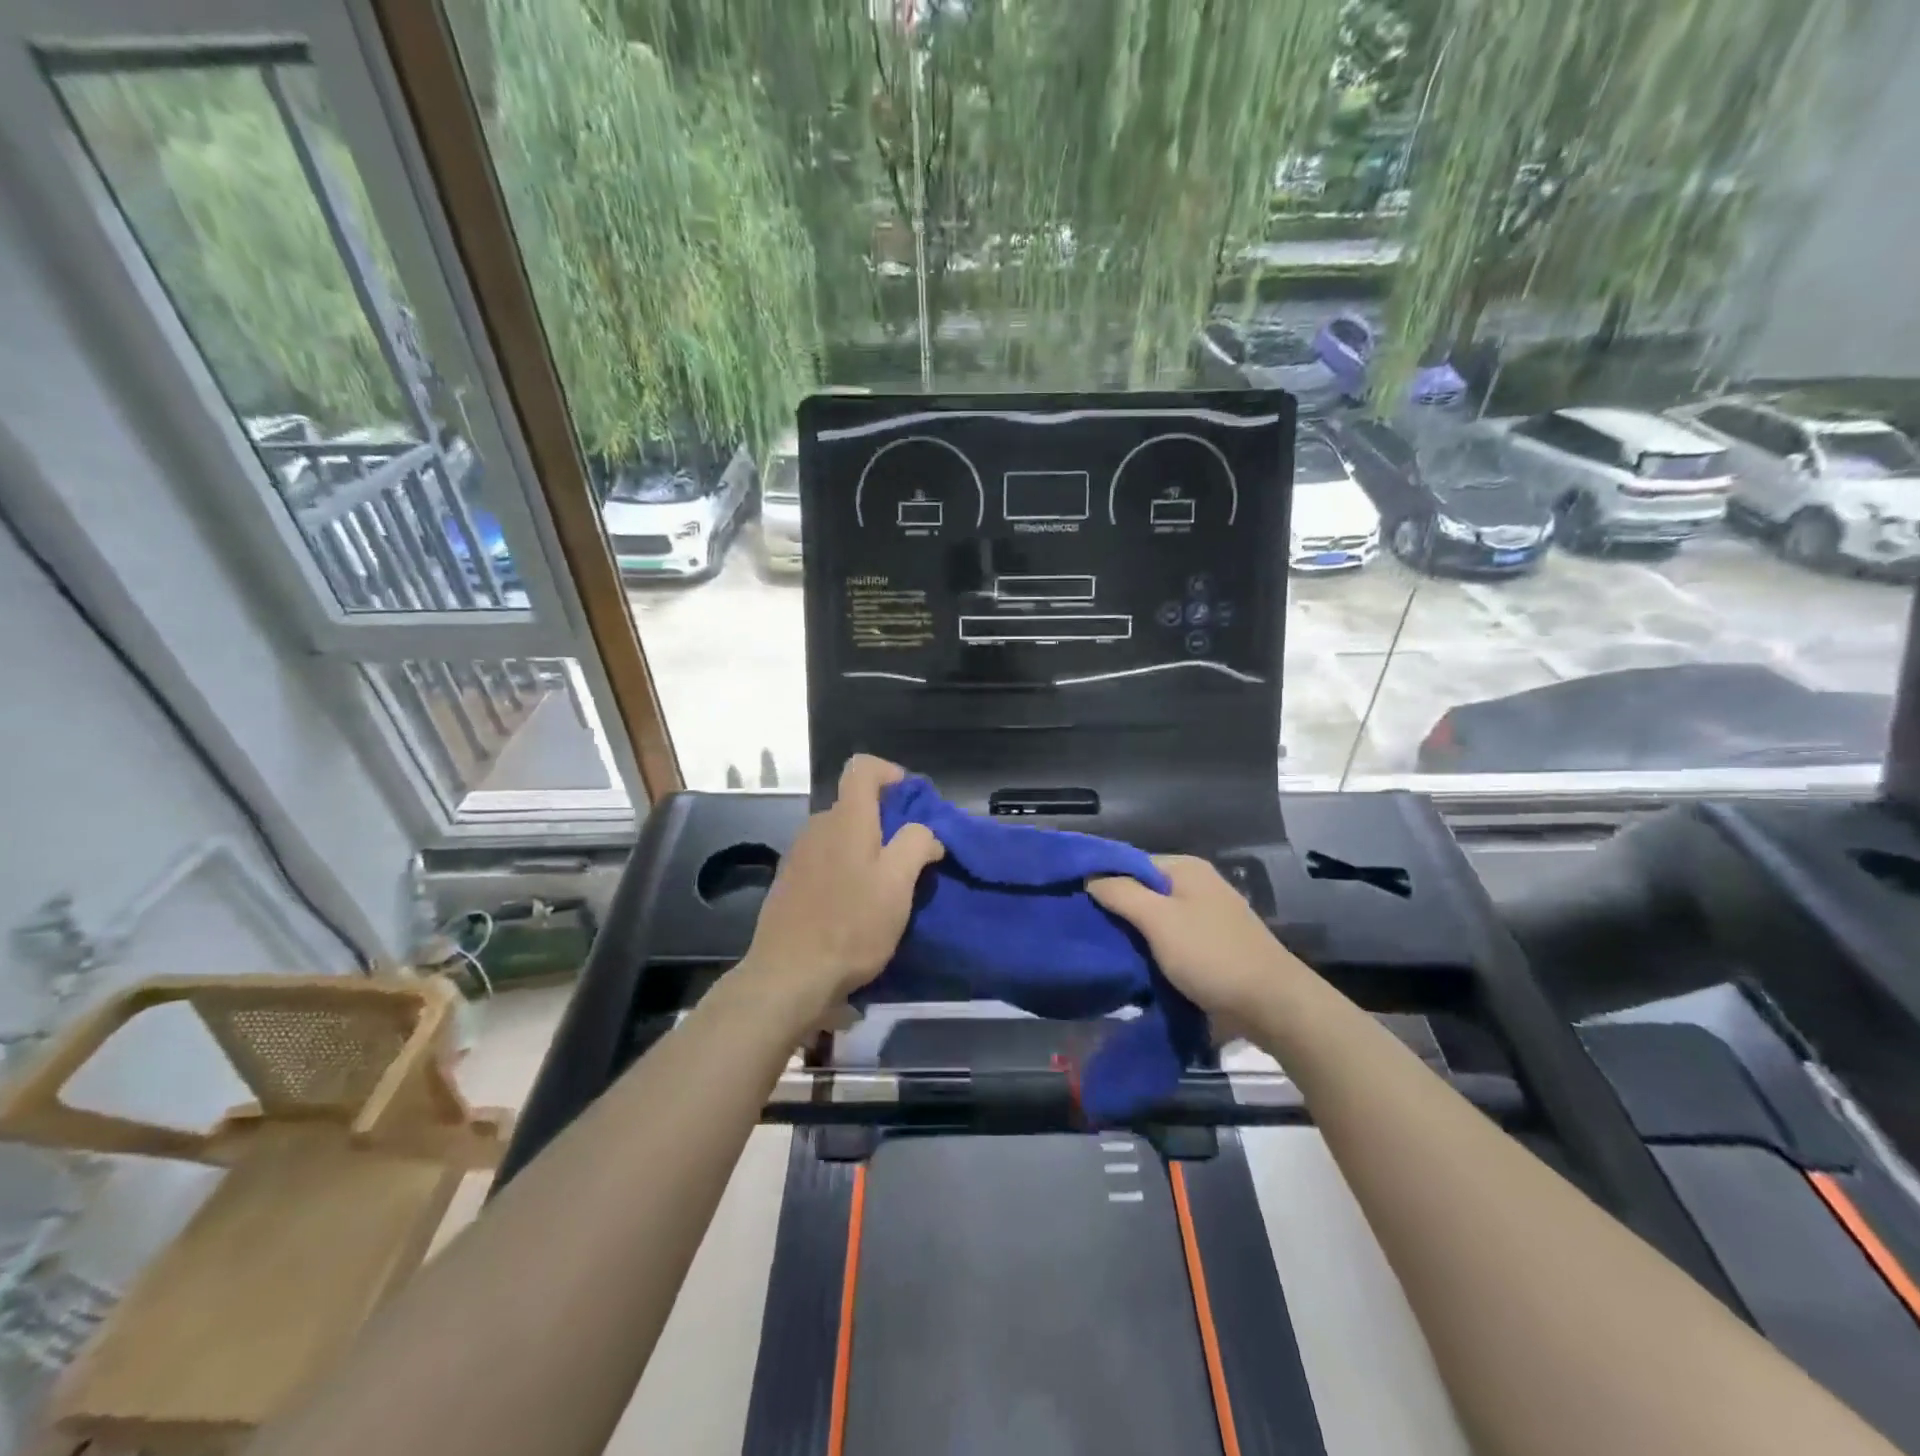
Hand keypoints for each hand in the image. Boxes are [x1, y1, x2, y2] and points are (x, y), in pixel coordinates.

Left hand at [738, 755, 943, 1023]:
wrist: (788, 977)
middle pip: (854, 805)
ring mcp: (798, 855)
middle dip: (885, 821)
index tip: (911, 800)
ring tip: (884, 888)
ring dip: (865, 850)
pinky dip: (844, 871)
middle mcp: (817, 827)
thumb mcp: (897, 885)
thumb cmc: (851, 926)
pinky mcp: (788, 883)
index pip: (862, 768)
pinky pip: (824, 861)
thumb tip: (924, 832)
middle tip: (909, 857)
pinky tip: (854, 907)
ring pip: (840, 836)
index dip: (890, 773)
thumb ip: (916, 844)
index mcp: (846, 819)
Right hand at [1088, 855, 1300, 1023]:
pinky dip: (1152, 950)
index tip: (1074, 901)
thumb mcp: (1159, 920)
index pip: (1130, 862)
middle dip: (1116, 909)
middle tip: (1084, 929)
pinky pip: (1170, 940)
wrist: (1273, 1005)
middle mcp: (1197, 885)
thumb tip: (1090, 877)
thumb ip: (1121, 893)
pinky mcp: (1212, 946)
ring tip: (1102, 949)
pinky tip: (1133, 965)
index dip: (1103, 879)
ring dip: (1133, 934)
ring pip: (1155, 918)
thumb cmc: (1211, 955)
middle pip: (1143, 890)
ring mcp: (1207, 916)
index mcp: (1185, 868)